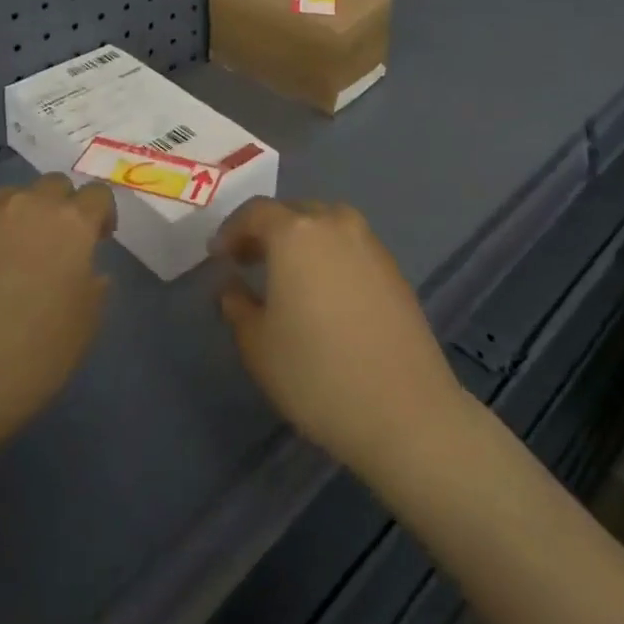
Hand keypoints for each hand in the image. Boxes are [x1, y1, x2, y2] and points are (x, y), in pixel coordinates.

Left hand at [0, 173, 115, 464]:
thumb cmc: (27, 362)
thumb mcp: (84, 329)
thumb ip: (93, 286)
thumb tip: (85, 268)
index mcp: (71, 225)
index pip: (97, 195)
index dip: (100, 215)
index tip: (96, 240)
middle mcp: (28, 205)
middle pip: (53, 186)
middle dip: (59, 209)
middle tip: (51, 249)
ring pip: (9, 197)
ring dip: (16, 218)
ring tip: (4, 258)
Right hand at [214, 198, 471, 477]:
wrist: (405, 411)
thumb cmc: (316, 374)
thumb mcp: (258, 345)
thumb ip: (237, 305)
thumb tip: (232, 286)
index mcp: (296, 232)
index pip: (255, 212)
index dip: (232, 231)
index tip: (218, 256)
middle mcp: (335, 223)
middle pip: (293, 213)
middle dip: (267, 232)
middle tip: (248, 261)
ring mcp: (370, 243)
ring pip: (325, 226)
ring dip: (301, 242)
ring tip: (287, 277)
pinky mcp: (394, 268)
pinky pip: (350, 247)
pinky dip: (329, 257)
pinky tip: (324, 293)